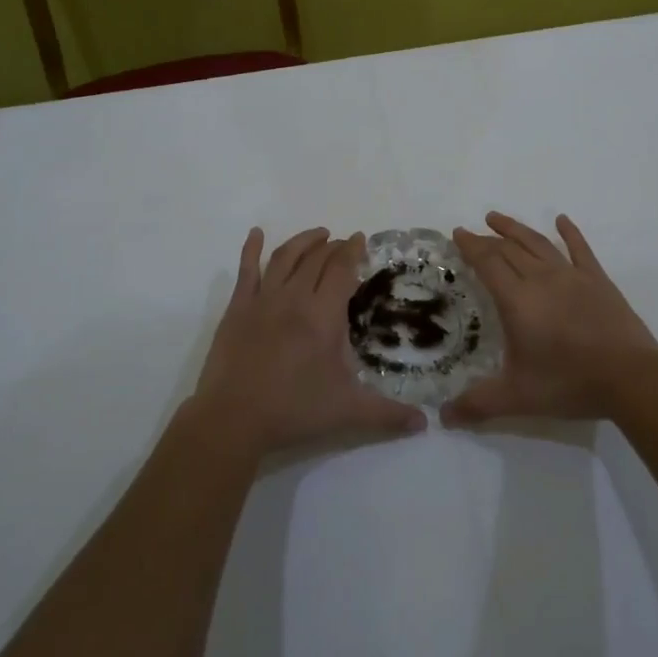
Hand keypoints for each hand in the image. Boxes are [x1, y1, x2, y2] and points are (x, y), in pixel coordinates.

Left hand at [192, 226, 426, 456]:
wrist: (232, 419)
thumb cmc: (293, 410)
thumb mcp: (347, 412)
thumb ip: (387, 414)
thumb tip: (424, 423)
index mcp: (322, 316)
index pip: (341, 270)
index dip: (352, 251)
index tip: (360, 240)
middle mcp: (294, 298)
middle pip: (316, 259)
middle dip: (333, 246)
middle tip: (343, 243)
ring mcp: (262, 300)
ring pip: (284, 257)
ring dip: (303, 241)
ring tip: (317, 234)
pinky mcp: (237, 308)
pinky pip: (246, 270)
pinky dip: (251, 248)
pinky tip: (256, 233)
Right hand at [444, 212, 657, 424]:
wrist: (630, 377)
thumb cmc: (569, 382)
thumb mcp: (517, 398)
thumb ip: (478, 404)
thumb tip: (443, 418)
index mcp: (517, 300)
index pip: (488, 263)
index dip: (471, 247)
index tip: (457, 233)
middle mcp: (541, 279)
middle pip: (509, 249)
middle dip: (487, 238)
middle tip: (472, 231)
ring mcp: (572, 275)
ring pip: (538, 243)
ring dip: (516, 228)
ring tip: (497, 217)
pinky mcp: (598, 280)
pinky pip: (580, 249)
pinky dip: (570, 232)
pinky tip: (562, 220)